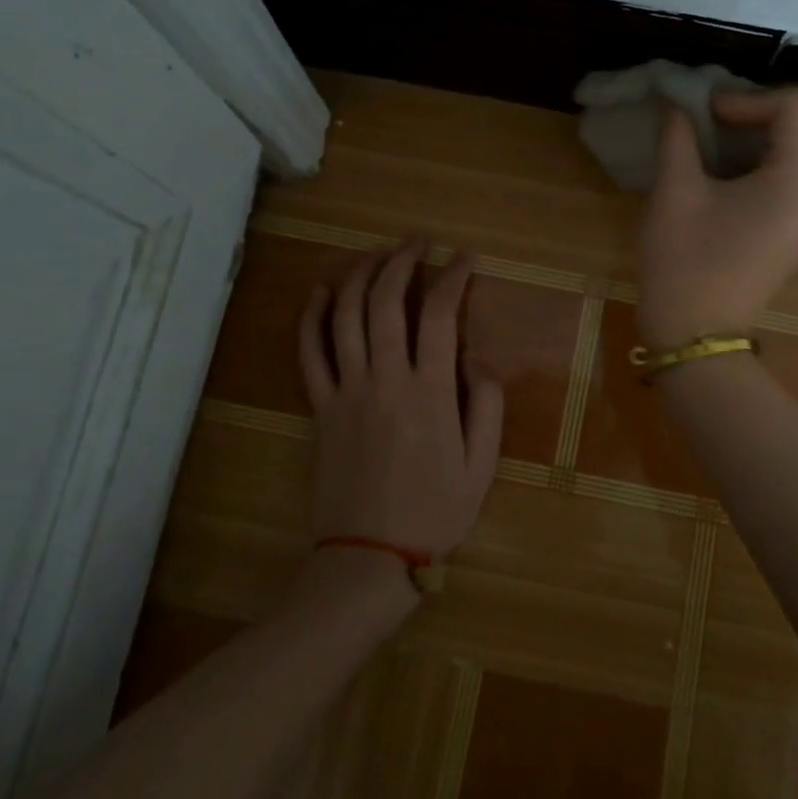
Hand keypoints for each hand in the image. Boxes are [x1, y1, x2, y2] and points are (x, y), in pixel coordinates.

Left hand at [298, 238, 503, 561]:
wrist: (369, 556)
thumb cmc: (434, 512)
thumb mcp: (482, 466)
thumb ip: (488, 407)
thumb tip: (480, 361)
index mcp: (431, 392)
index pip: (441, 315)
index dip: (453, 277)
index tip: (464, 258)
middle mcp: (385, 379)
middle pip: (387, 302)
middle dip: (402, 261)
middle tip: (417, 241)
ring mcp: (346, 391)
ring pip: (346, 316)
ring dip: (360, 275)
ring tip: (376, 254)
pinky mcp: (320, 407)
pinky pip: (309, 353)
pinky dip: (312, 317)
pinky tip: (322, 291)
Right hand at [636, 88, 797, 348]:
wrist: (696, 333)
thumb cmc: (683, 262)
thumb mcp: (673, 192)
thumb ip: (677, 136)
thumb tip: (673, 99)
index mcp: (795, 182)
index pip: (796, 107)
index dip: (749, 97)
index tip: (708, 113)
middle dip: (794, 101)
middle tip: (745, 110)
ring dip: (794, 127)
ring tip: (741, 134)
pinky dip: (790, 154)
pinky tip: (743, 165)